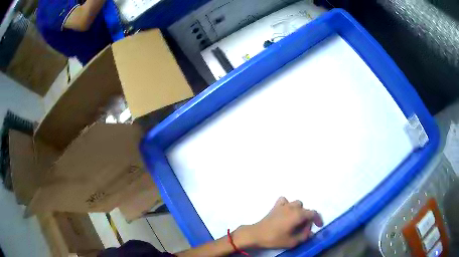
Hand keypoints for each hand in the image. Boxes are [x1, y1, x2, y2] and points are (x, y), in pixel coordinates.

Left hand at [235, 197, 322, 248]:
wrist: (256, 234)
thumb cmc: (274, 238)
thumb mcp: (292, 241)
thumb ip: (304, 236)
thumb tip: (310, 232)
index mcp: (298, 215)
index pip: (313, 213)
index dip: (318, 219)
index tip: (319, 226)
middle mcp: (292, 207)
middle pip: (305, 209)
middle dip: (307, 218)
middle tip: (303, 229)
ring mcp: (283, 205)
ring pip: (296, 204)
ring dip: (299, 211)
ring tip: (295, 221)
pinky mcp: (275, 206)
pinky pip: (284, 201)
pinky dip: (287, 205)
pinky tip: (286, 212)